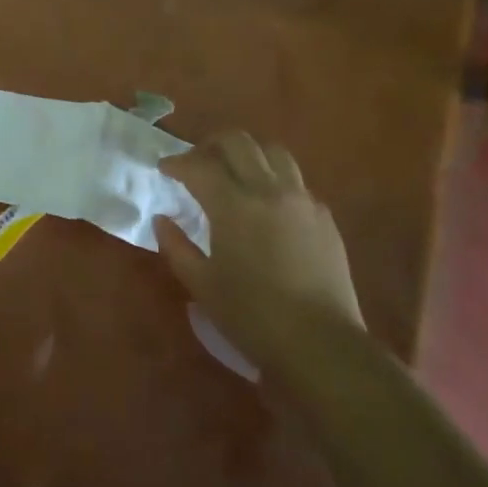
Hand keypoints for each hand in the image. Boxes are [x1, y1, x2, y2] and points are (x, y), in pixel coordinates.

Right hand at [154, 132, 362, 371]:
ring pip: (274, 153)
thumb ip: (176, 246)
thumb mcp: (202, 284)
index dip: (177, 163)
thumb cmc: (251, 316)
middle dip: (212, 145)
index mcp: (234, 206)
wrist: (320, 343)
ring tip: (235, 173)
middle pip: (239, 143)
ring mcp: (302, 200)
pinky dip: (275, 181)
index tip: (165, 169)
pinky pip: (296, 182)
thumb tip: (163, 219)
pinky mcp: (324, 217)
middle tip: (198, 162)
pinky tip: (268, 206)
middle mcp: (269, 191)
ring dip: (248, 155)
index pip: (199, 166)